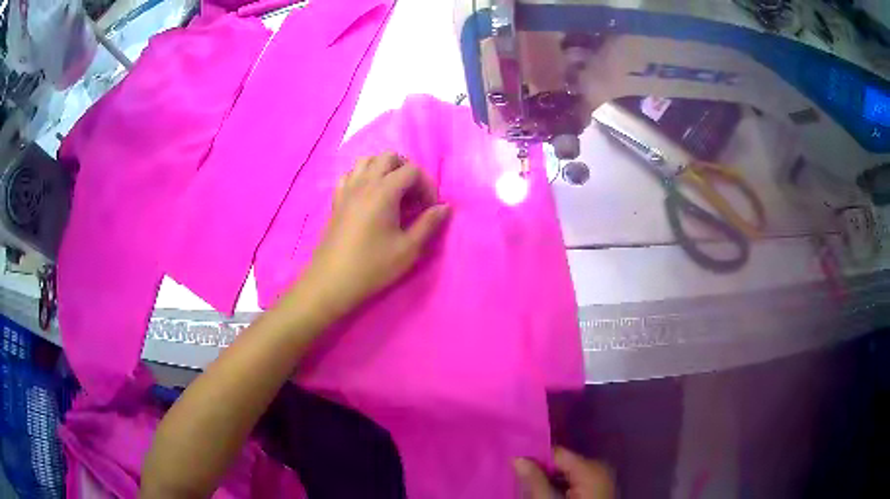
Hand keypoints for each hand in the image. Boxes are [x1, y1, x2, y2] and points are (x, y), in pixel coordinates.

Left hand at [300, 152, 449, 317]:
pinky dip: (363, 177)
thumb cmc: (372, 266)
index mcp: (384, 191)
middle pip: (389, 157)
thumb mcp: (408, 249)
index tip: (430, 209)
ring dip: (385, 170)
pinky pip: (350, 175)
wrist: (331, 281)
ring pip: (368, 161)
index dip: (427, 186)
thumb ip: (429, 224)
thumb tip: (444, 207)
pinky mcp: (337, 200)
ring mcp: (347, 189)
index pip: (412, 170)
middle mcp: (364, 182)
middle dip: (407, 171)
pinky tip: (369, 197)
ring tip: (393, 194)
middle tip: (413, 197)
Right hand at [514, 447, 615, 498]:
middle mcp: (601, 469)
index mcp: (592, 469)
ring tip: (537, 491)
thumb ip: (534, 480)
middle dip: (544, 471)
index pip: (557, 453)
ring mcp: (604, 479)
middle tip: (524, 483)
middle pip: (564, 462)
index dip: (536, 459)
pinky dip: (564, 486)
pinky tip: (553, 496)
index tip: (517, 467)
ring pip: (570, 472)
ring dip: (553, 479)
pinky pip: (579, 481)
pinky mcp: (602, 489)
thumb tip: (517, 459)